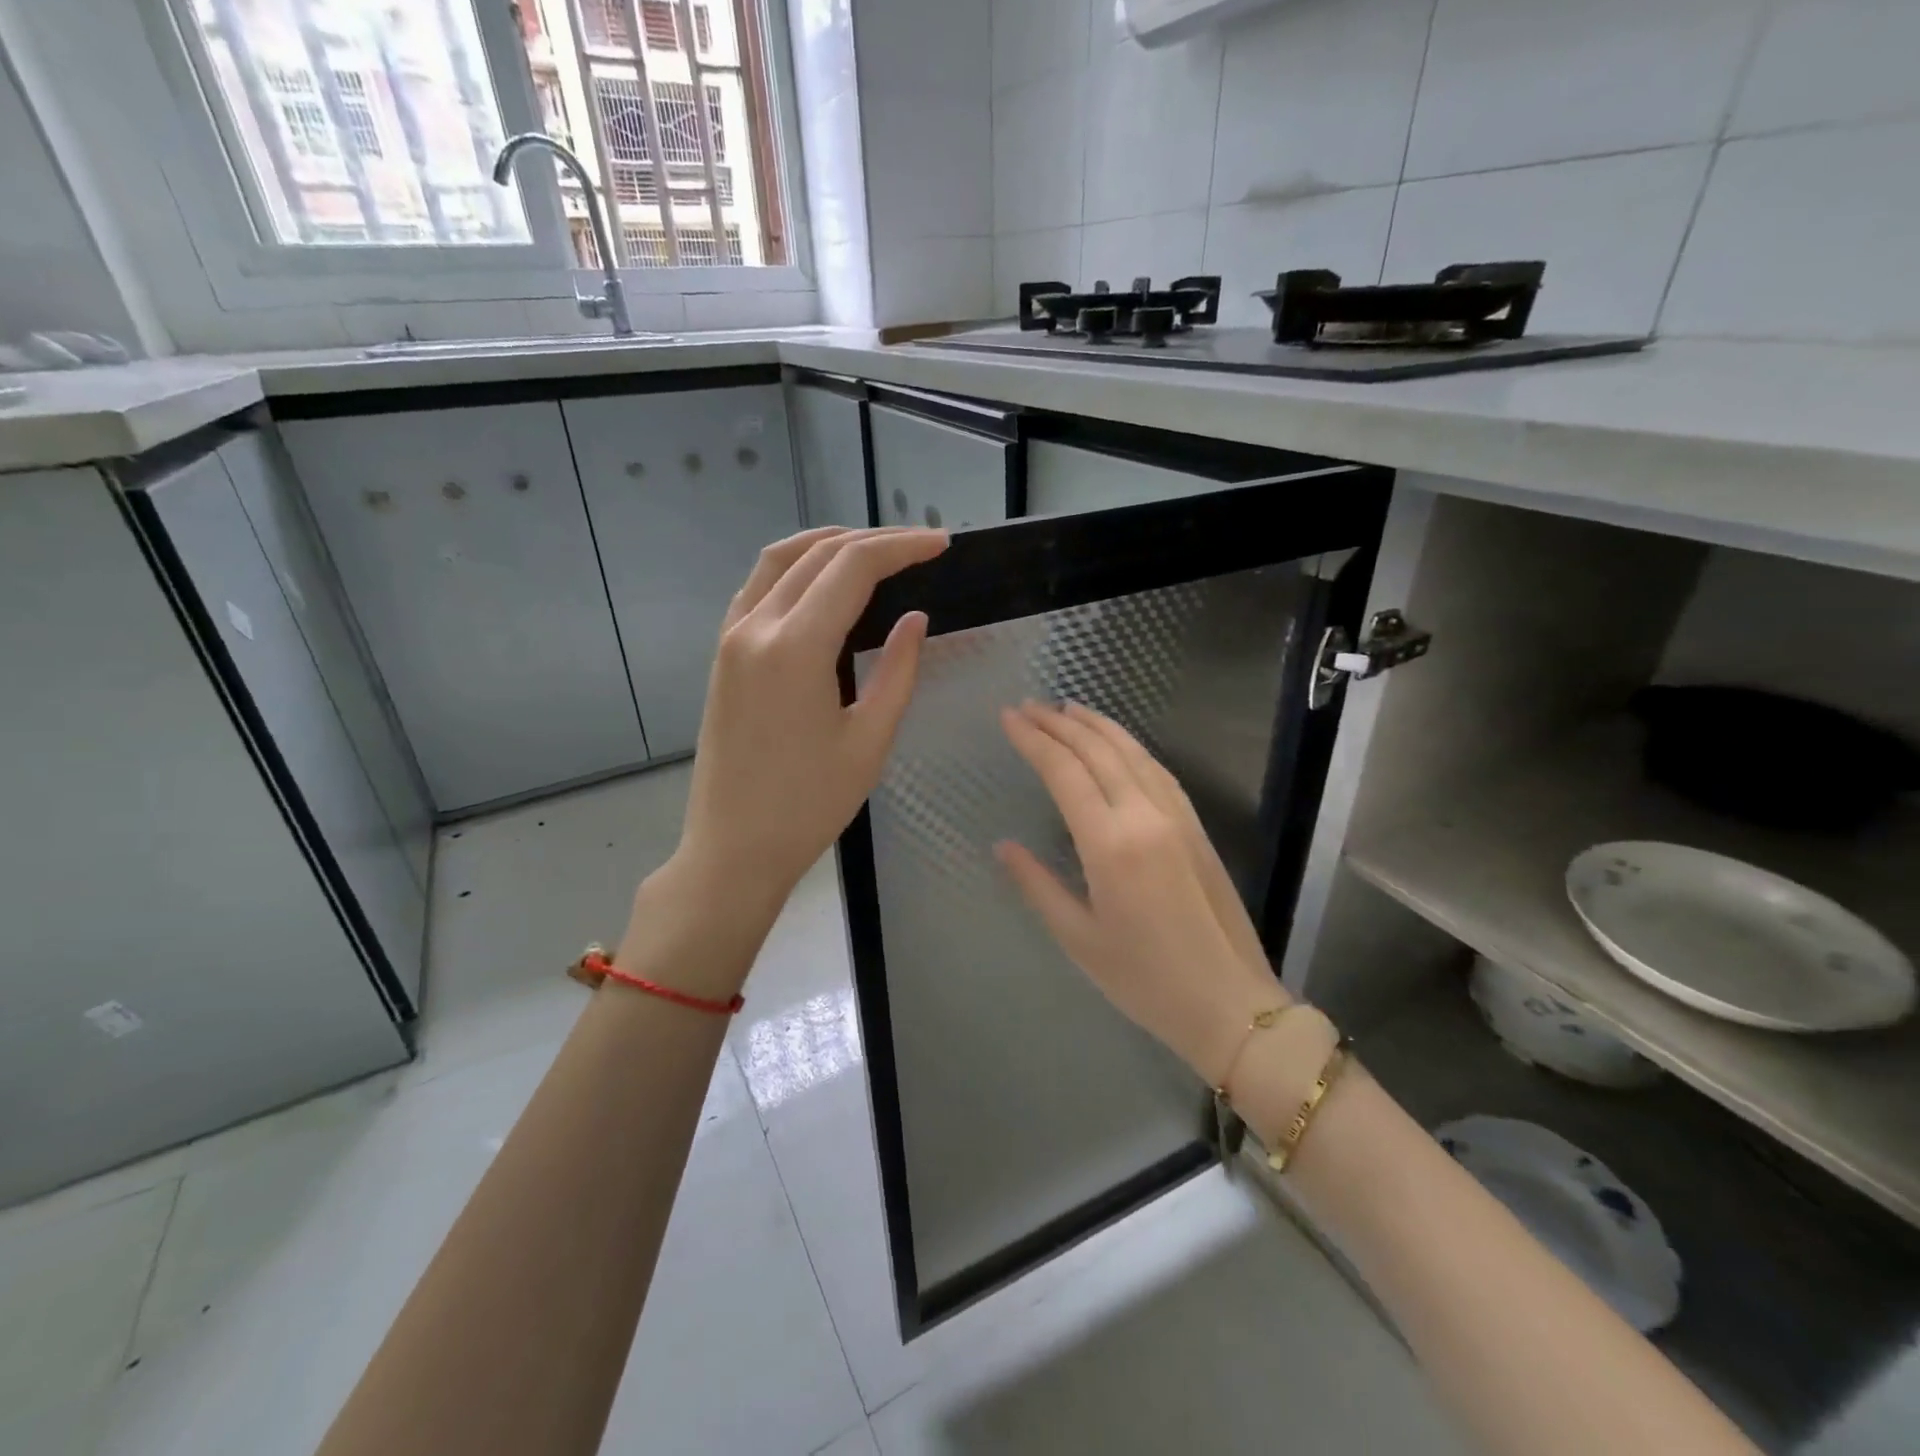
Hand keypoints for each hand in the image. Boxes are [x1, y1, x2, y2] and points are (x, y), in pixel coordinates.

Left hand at [676, 525, 947, 901]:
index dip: (902, 548)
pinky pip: (757, 589)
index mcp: (796, 647)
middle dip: (872, 541)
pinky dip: (793, 569)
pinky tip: (819, 582)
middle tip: (919, 546)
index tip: (941, 544)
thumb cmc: (809, 805)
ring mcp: (731, 639)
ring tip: (874, 549)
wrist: (734, 848)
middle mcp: (756, 627)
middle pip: (817, 555)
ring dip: (828, 545)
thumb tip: (916, 620)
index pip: (853, 568)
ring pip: (779, 561)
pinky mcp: (723, 656)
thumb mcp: (870, 741)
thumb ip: (899, 671)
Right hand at [996, 701, 1286, 1085]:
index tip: (1007, 717)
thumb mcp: (1078, 939)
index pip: (1064, 772)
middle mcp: (1145, 816)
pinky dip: (1130, 746)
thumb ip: (1037, 884)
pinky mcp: (1195, 826)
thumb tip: (1004, 846)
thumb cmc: (1145, 981)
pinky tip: (1116, 743)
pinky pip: (1157, 770)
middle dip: (1059, 723)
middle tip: (1027, 706)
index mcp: (1110, 844)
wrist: (1230, 1003)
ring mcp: (1176, 816)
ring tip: (1066, 708)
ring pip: (1133, 752)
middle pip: (1097, 751)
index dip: (1033, 740)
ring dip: (1096, 725)